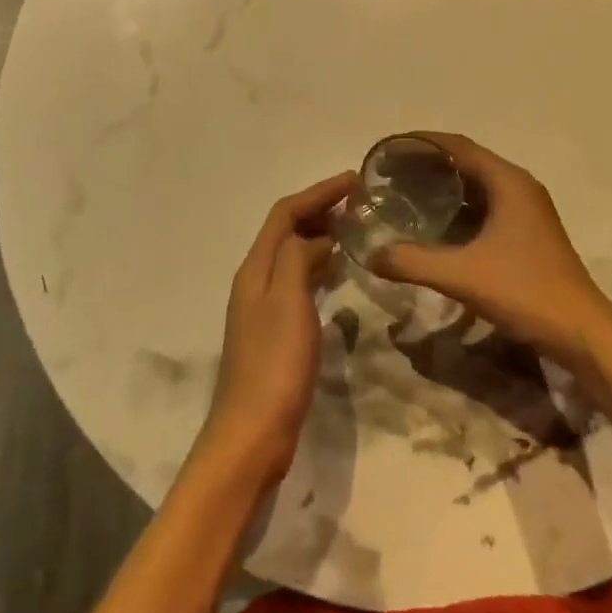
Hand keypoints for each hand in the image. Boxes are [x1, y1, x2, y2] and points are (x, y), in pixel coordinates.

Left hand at [195, 171, 351, 489]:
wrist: (253, 433)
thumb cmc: (274, 362)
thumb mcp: (288, 299)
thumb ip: (298, 257)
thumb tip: (316, 238)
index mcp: (255, 268)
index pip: (285, 213)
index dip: (318, 192)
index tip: (354, 180)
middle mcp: (255, 280)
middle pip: (285, 230)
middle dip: (319, 208)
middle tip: (358, 200)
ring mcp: (263, 307)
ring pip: (292, 255)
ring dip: (319, 234)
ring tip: (353, 227)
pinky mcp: (275, 331)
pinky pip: (298, 280)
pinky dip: (318, 265)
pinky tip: (337, 272)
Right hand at [368, 134, 611, 368]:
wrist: (581, 332)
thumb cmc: (525, 291)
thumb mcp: (463, 275)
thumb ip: (414, 261)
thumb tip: (371, 255)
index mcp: (508, 181)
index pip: (457, 146)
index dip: (421, 143)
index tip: (389, 150)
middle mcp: (518, 186)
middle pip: (467, 161)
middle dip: (428, 164)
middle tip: (390, 174)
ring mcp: (526, 210)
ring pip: (477, 185)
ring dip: (444, 186)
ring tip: (406, 193)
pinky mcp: (528, 232)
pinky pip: (485, 206)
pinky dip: (459, 207)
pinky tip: (436, 225)